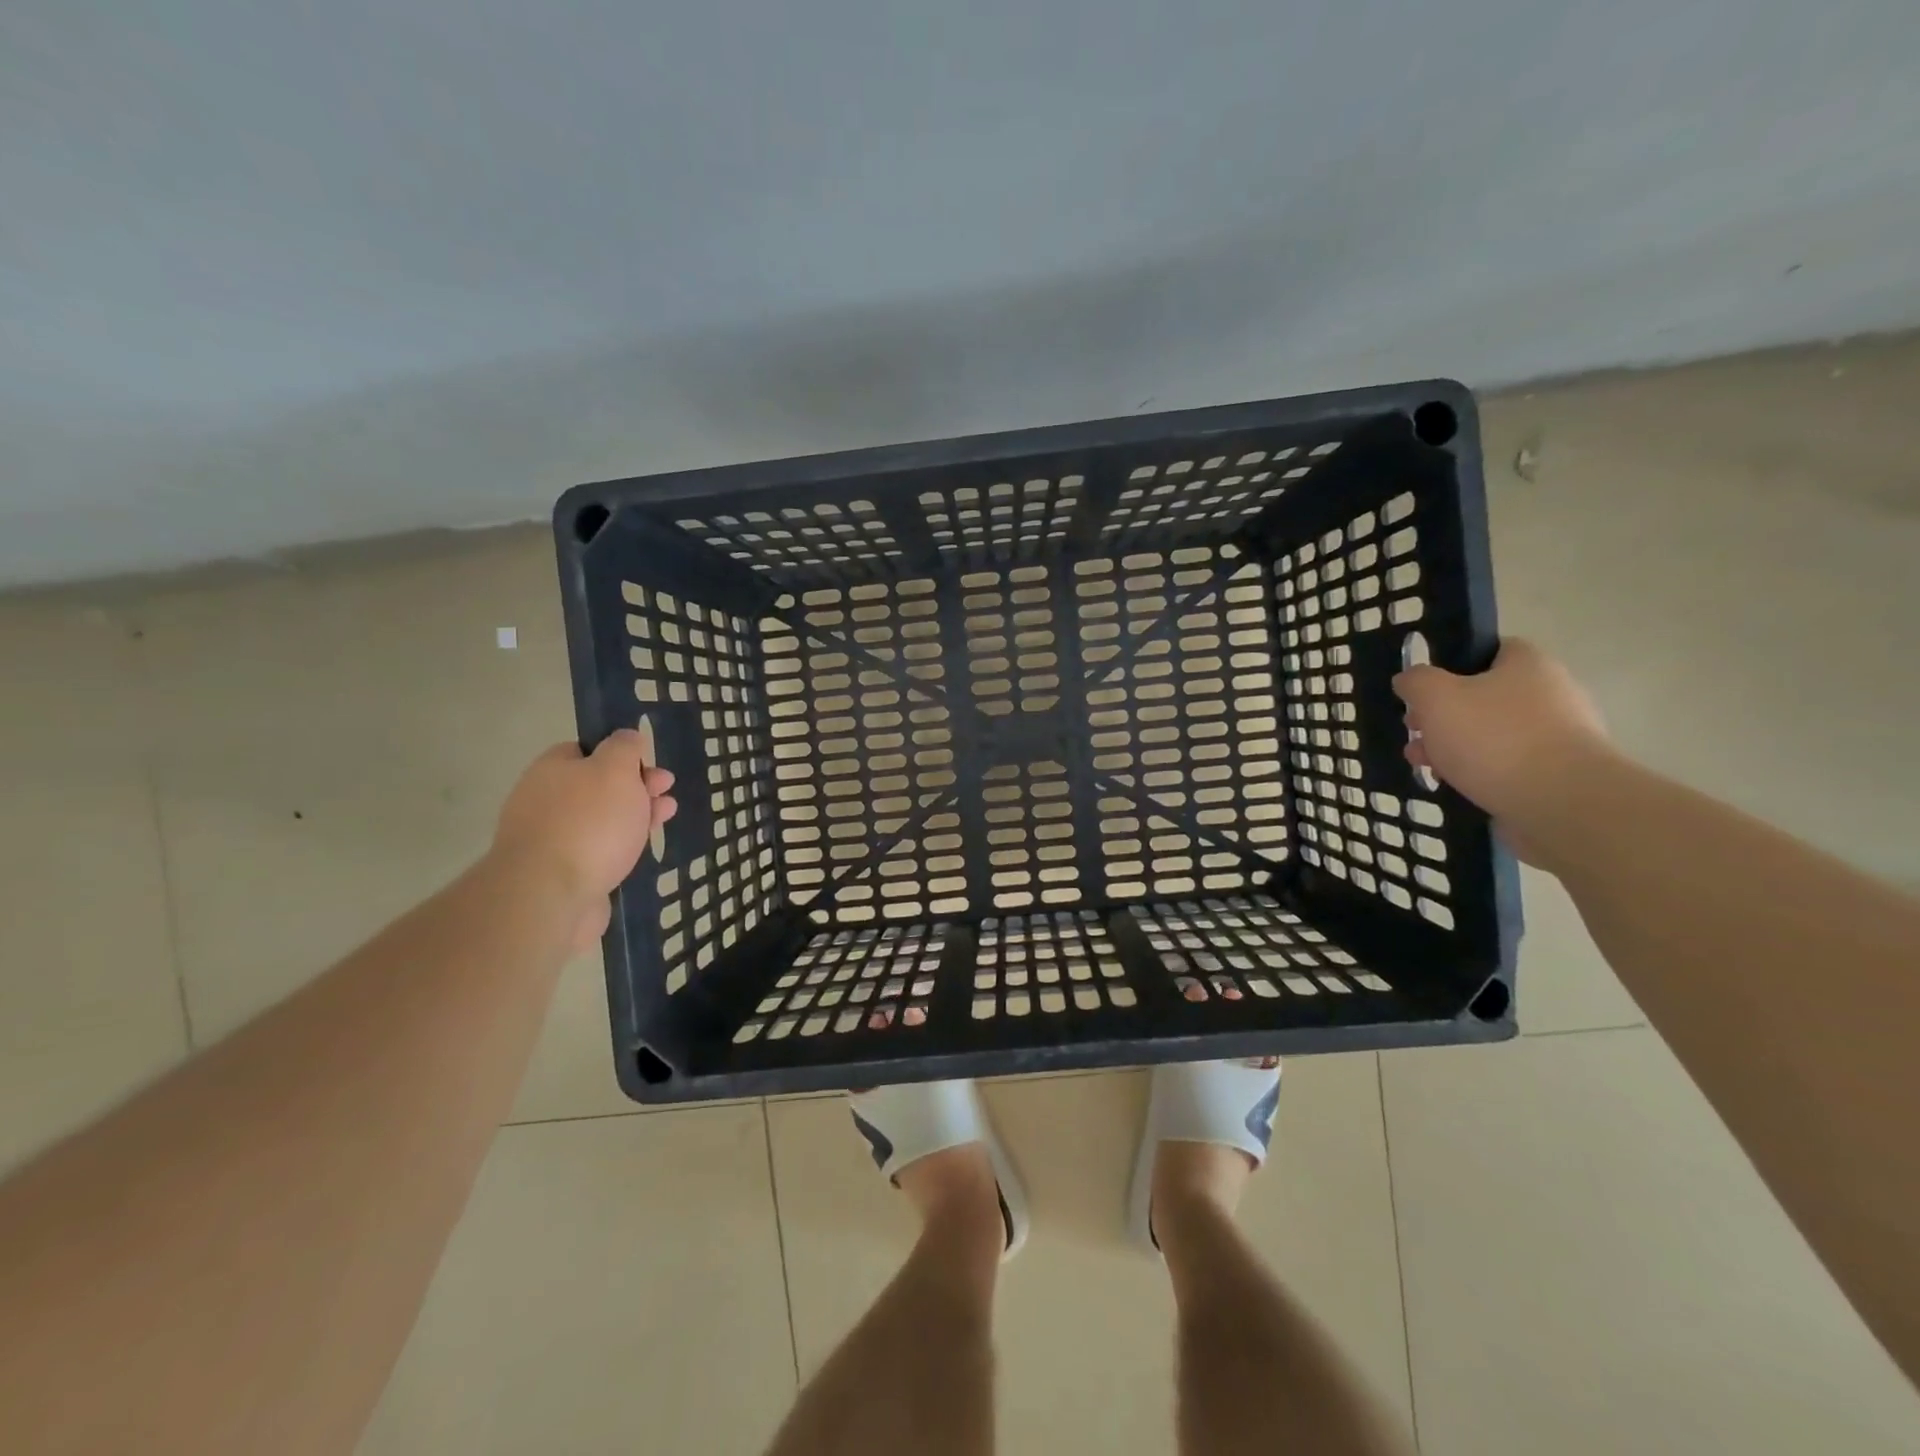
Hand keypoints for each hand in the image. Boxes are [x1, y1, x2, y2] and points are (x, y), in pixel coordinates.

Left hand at [492, 733, 677, 948]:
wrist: (551, 895)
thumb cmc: (588, 822)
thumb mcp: (615, 770)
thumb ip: (624, 748)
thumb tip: (627, 737)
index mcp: (552, 769)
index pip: (587, 750)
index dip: (621, 754)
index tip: (650, 764)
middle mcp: (545, 800)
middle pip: (597, 786)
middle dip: (636, 787)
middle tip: (667, 792)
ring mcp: (551, 839)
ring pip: (601, 820)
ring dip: (635, 816)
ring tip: (666, 817)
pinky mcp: (561, 874)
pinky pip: (597, 851)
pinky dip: (621, 847)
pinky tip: (641, 850)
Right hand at [1392, 639, 1611, 830]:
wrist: (1560, 802)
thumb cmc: (1493, 738)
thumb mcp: (1435, 697)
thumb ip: (1415, 682)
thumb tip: (1409, 680)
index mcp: (1528, 664)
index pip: (1487, 651)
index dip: (1450, 667)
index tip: (1423, 691)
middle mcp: (1551, 693)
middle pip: (1483, 696)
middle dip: (1442, 716)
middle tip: (1414, 732)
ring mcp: (1559, 736)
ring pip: (1491, 733)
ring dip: (1454, 746)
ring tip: (1425, 765)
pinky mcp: (1558, 773)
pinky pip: (1508, 764)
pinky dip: (1480, 771)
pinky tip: (1456, 784)